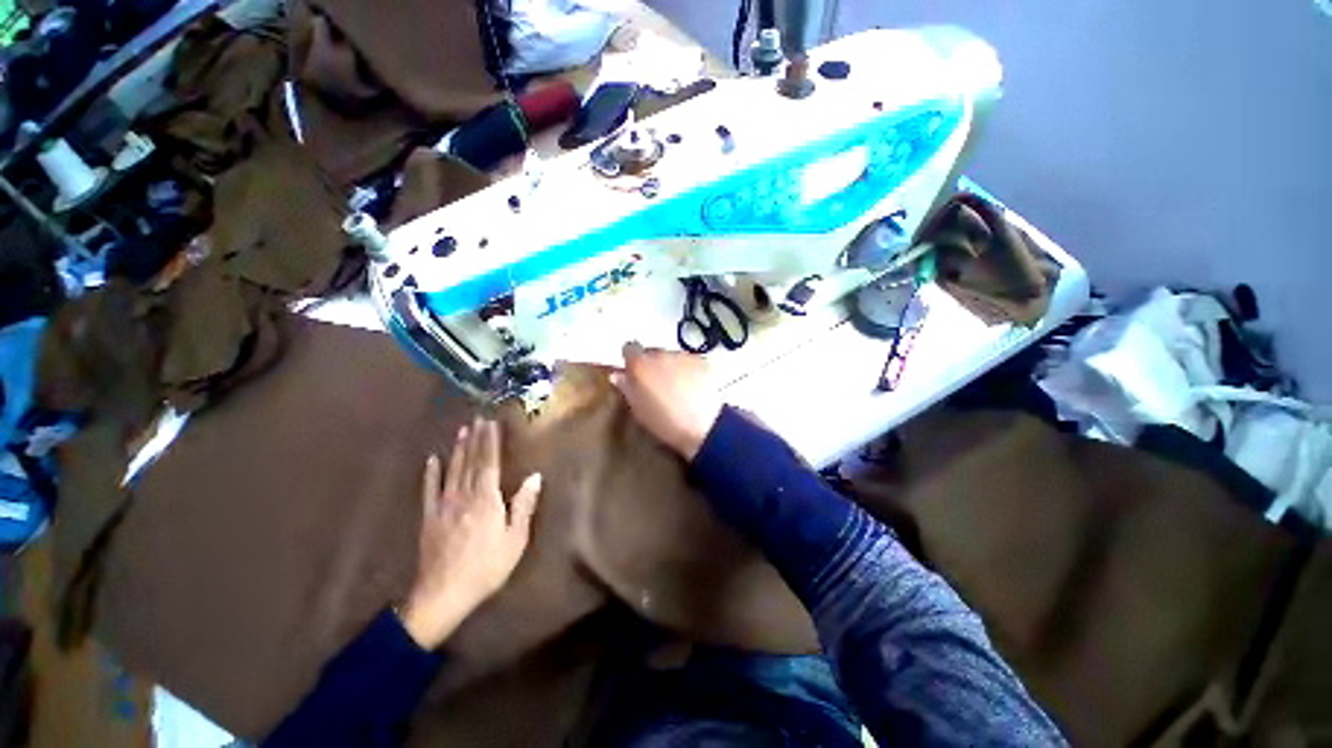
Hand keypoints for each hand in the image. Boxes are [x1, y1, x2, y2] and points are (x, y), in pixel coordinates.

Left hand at [399, 418, 541, 648]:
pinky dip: (431, 474)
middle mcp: (465, 495)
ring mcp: (443, 505)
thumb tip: (535, 476)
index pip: (489, 463)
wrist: (443, 594)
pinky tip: (432, 459)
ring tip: (461, 431)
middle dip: (475, 439)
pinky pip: (429, 490)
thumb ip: (524, 505)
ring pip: (452, 471)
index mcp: (487, 499)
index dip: (490, 442)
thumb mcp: (515, 538)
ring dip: (457, 449)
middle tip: (477, 418)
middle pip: (471, 462)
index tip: (491, 423)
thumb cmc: (486, 567)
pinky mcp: (429, 518)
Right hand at [610, 341, 722, 460]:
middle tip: (657, 384)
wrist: (703, 426)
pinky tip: (693, 387)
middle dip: (652, 364)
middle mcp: (660, 354)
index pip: (629, 348)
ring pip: (672, 357)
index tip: (633, 372)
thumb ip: (626, 388)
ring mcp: (683, 356)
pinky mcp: (702, 361)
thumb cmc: (664, 422)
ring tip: (678, 389)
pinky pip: (690, 361)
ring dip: (671, 367)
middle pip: (652, 352)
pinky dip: (689, 370)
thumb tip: (618, 375)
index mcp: (640, 364)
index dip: (631, 359)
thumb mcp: (638, 409)